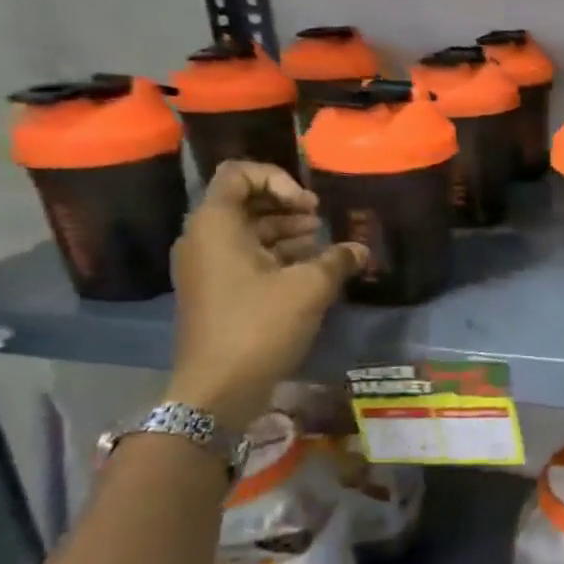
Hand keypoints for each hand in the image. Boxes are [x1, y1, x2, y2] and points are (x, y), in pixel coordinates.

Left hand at [166, 161, 365, 432]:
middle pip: (245, 203)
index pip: (239, 174)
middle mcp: (203, 239)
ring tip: (323, 246)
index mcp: (216, 226)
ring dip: (286, 232)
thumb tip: (359, 249)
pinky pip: (246, 258)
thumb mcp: (309, 287)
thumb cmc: (259, 326)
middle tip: (321, 222)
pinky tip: (311, 271)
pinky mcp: (216, 292)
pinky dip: (277, 257)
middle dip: (287, 207)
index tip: (308, 205)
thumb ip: (338, 259)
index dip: (278, 179)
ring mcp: (207, 268)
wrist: (217, 389)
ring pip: (248, 232)